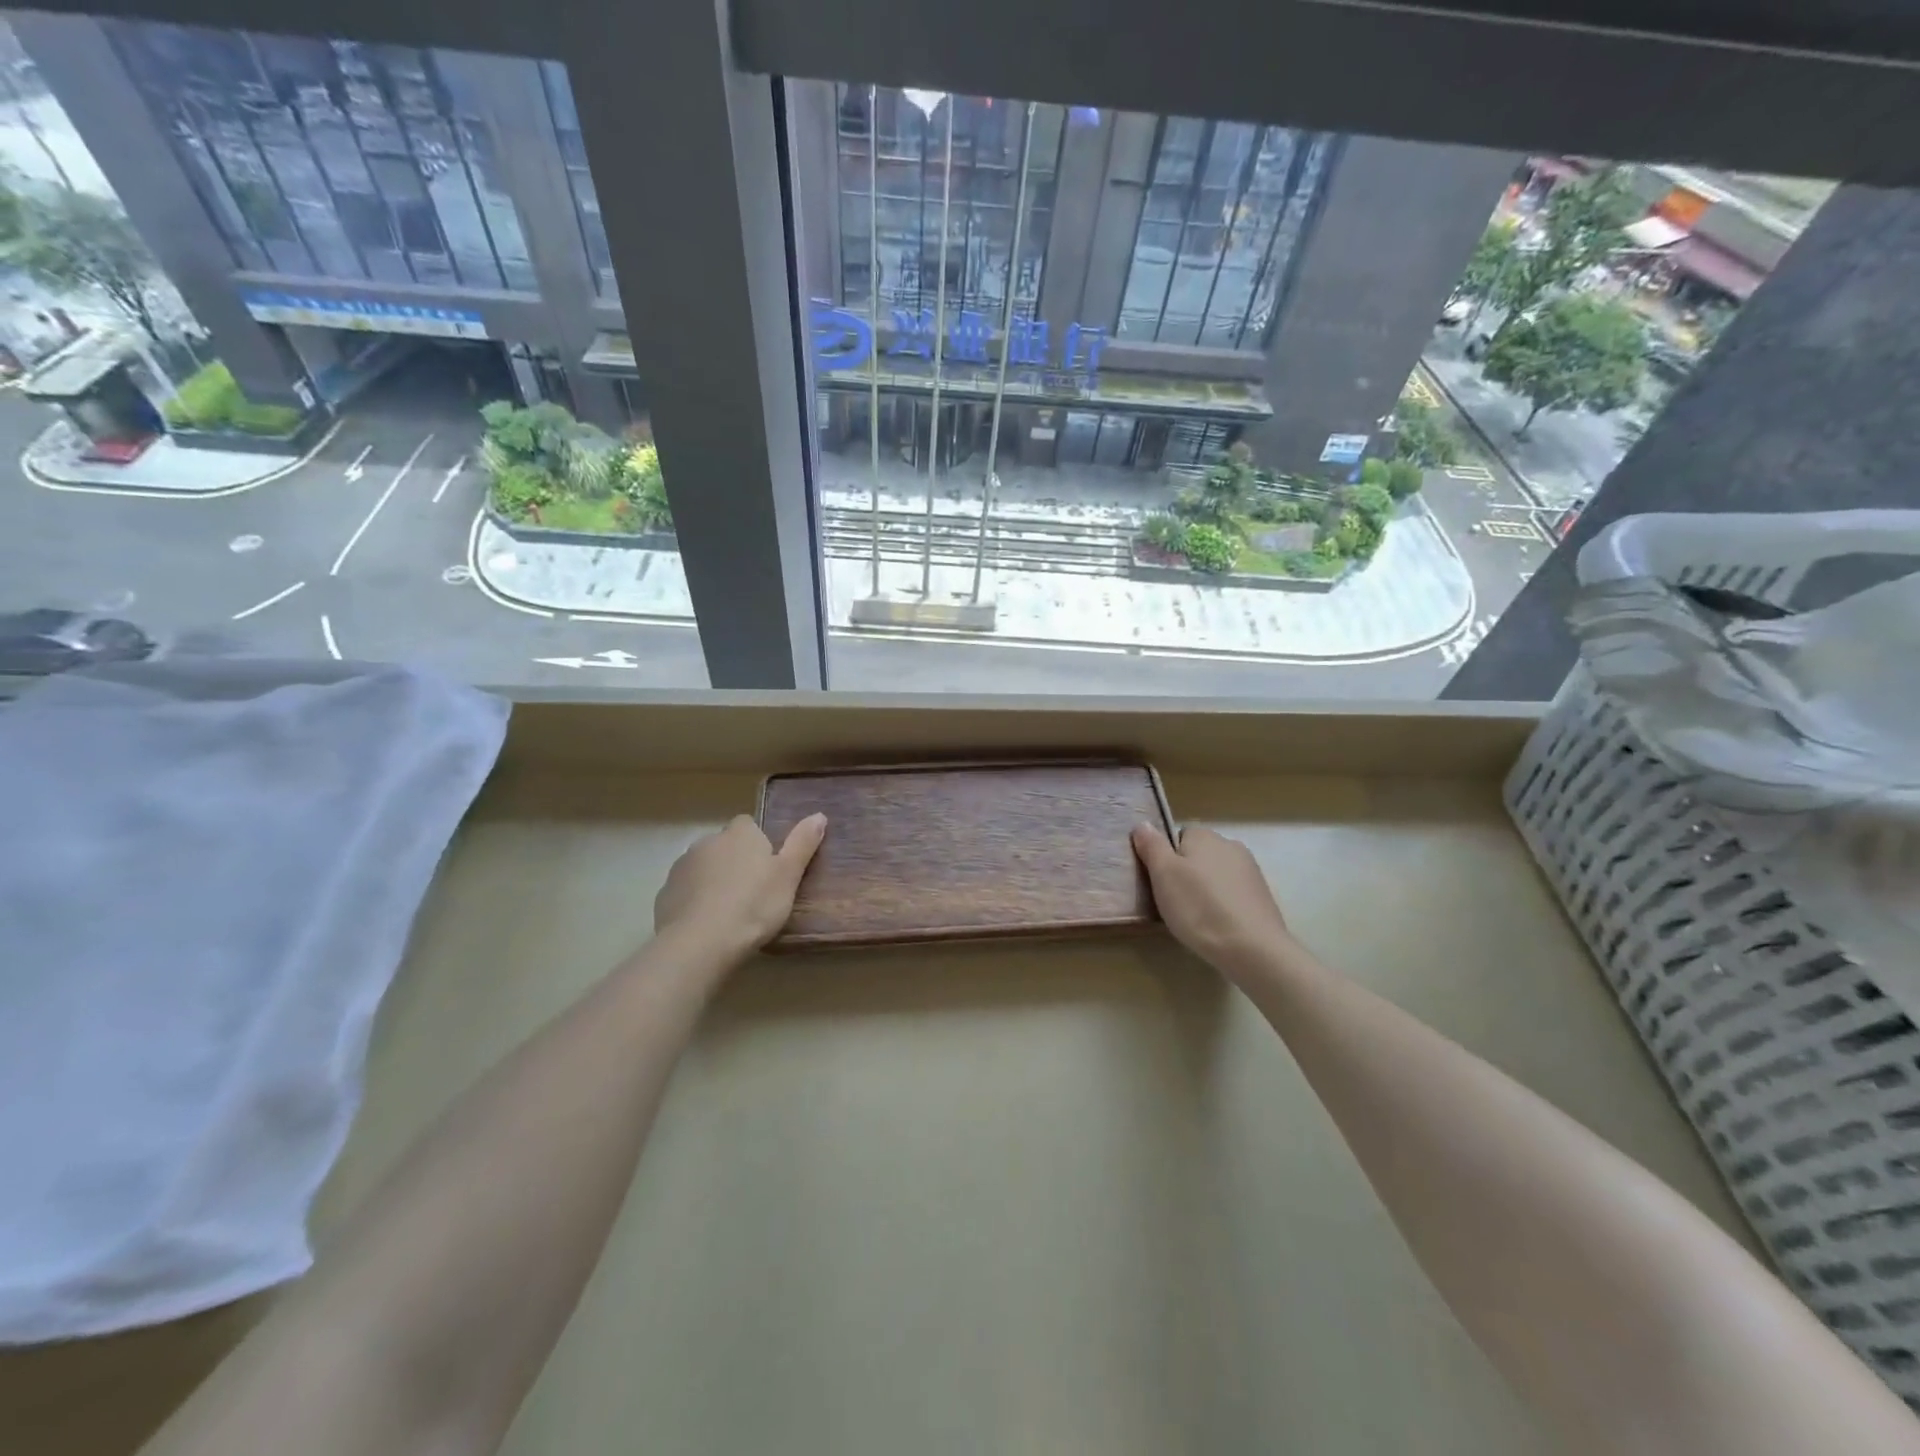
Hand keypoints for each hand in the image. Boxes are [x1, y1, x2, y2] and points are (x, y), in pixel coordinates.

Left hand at [653, 813, 826, 963]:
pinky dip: (695, 902)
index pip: (748, 825)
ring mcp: (681, 868)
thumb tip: (819, 815)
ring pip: (703, 868)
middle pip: (724, 846)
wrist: (700, 943)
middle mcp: (707, 842)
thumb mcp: (788, 876)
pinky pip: (685, 892)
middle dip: (735, 862)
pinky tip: (707, 925)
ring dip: (713, 881)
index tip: (768, 868)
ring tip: (730, 912)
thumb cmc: (753, 905)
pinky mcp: (664, 895)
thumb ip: (802, 844)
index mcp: (739, 834)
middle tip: (753, 893)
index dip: (759, 843)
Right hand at [1131, 823, 1296, 981]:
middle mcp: (1230, 845)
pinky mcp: (1262, 896)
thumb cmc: (1199, 907)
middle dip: (1186, 873)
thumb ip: (1151, 845)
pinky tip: (1218, 925)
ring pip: (1216, 875)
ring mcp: (1251, 871)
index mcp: (1204, 835)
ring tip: (1196, 917)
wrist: (1252, 948)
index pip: (1178, 836)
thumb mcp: (1163, 874)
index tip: (1161, 882)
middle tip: (1174, 901)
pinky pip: (1233, 893)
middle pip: (1198, 855)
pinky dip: (1224, 904)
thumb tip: (1143, 824)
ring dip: (1206, 889)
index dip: (1166, 858)